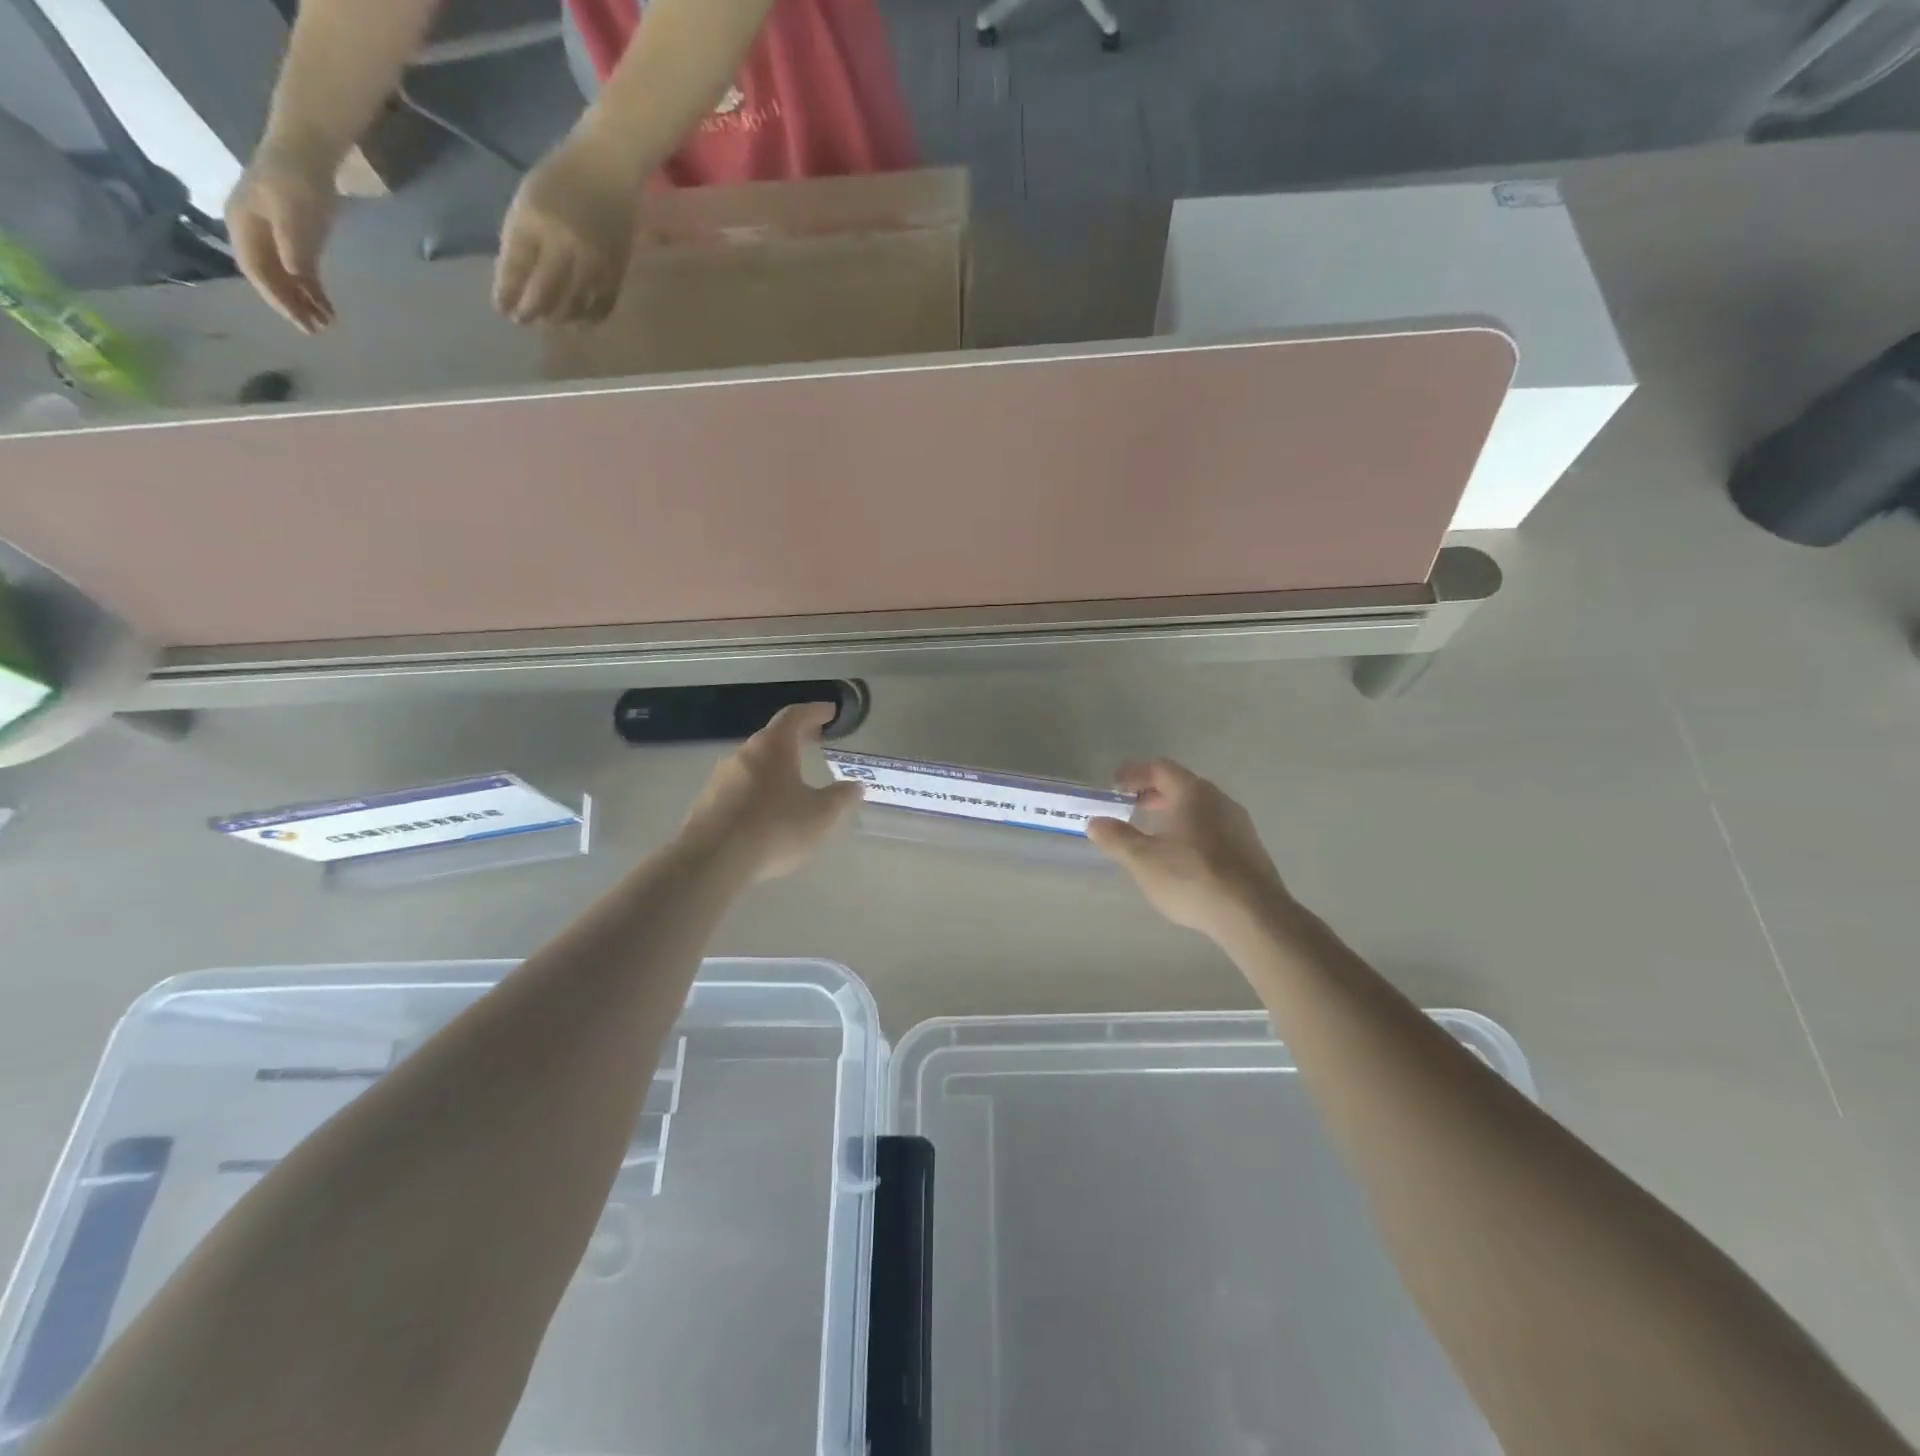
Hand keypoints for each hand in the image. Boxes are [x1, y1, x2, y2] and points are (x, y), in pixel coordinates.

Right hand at [225, 146, 338, 332]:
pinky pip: (300, 270)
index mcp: (242, 227)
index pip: (257, 272)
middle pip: (270, 278)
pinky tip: (328, 307)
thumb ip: (294, 249)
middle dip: (291, 305)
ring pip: (286, 277)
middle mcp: (252, 233)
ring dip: (305, 301)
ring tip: (327, 324)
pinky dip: (313, 290)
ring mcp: (273, 236)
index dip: (278, 299)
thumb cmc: (296, 183)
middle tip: (316, 331)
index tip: (300, 322)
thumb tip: (295, 278)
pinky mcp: (294, 238)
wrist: (307, 155)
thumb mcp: (294, 217)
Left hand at [493, 127, 637, 325]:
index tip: (501, 308)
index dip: (506, 293)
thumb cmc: (559, 180)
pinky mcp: (616, 272)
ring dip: (558, 319)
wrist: (608, 169)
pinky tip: (578, 323)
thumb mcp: (528, 200)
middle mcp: (565, 244)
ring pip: (573, 305)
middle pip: (545, 293)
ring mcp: (594, 261)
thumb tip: (516, 284)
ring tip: (549, 322)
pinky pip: (601, 307)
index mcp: (535, 220)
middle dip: (530, 311)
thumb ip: (520, 239)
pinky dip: (588, 319)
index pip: (515, 267)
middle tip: (523, 321)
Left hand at [681, 703, 863, 880]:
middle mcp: (744, 753)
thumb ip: (840, 797)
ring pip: (755, 762)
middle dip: (797, 737)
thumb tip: (855, 786)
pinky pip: (740, 786)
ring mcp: (721, 777)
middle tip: (816, 739)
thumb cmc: (775, 828)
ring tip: (794, 777)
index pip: (795, 715)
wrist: (712, 861)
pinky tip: (768, 808)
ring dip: (776, 763)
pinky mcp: (708, 802)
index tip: (830, 712)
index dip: (815, 711)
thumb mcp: (820, 815)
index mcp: (773, 746)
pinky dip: (759, 787)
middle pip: (773, 736)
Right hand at [1087, 759, 1293, 941]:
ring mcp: (1239, 824)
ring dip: (1174, 812)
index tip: (1115, 784)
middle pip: (1182, 785)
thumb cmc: (1192, 877)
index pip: (1160, 768)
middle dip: (1154, 793)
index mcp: (1193, 793)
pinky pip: (1214, 828)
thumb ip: (1117, 838)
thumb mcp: (1143, 859)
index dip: (1134, 773)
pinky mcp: (1250, 849)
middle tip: (1131, 806)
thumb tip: (1096, 822)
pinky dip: (1192, 830)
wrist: (1253, 915)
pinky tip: (1184, 856)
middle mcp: (1219, 800)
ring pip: (1200, 807)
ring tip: (1155, 832)